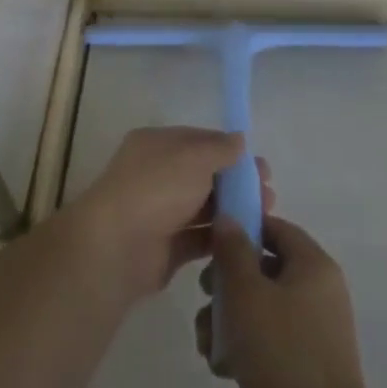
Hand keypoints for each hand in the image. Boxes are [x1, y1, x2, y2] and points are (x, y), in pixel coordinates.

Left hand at [66, 127, 273, 301]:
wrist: (117, 246)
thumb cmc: (156, 188)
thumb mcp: (193, 157)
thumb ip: (220, 148)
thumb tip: (239, 140)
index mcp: (155, 145)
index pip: (198, 141)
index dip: (229, 150)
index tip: (259, 164)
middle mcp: (156, 175)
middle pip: (204, 175)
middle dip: (236, 182)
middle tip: (269, 193)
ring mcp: (160, 212)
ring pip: (204, 207)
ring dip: (234, 209)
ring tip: (267, 215)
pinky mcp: (166, 247)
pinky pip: (199, 237)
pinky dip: (221, 237)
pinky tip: (248, 238)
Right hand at [198, 217, 386, 387]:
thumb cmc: (282, 353)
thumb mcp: (247, 294)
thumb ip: (233, 251)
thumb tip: (228, 218)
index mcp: (313, 266)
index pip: (275, 228)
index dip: (242, 228)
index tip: (209, 243)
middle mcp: (317, 291)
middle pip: (262, 268)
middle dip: (227, 283)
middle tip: (205, 296)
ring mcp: (311, 330)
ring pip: (258, 306)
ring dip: (227, 320)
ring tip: (208, 344)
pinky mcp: (301, 363)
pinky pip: (266, 339)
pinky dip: (242, 347)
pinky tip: (223, 367)